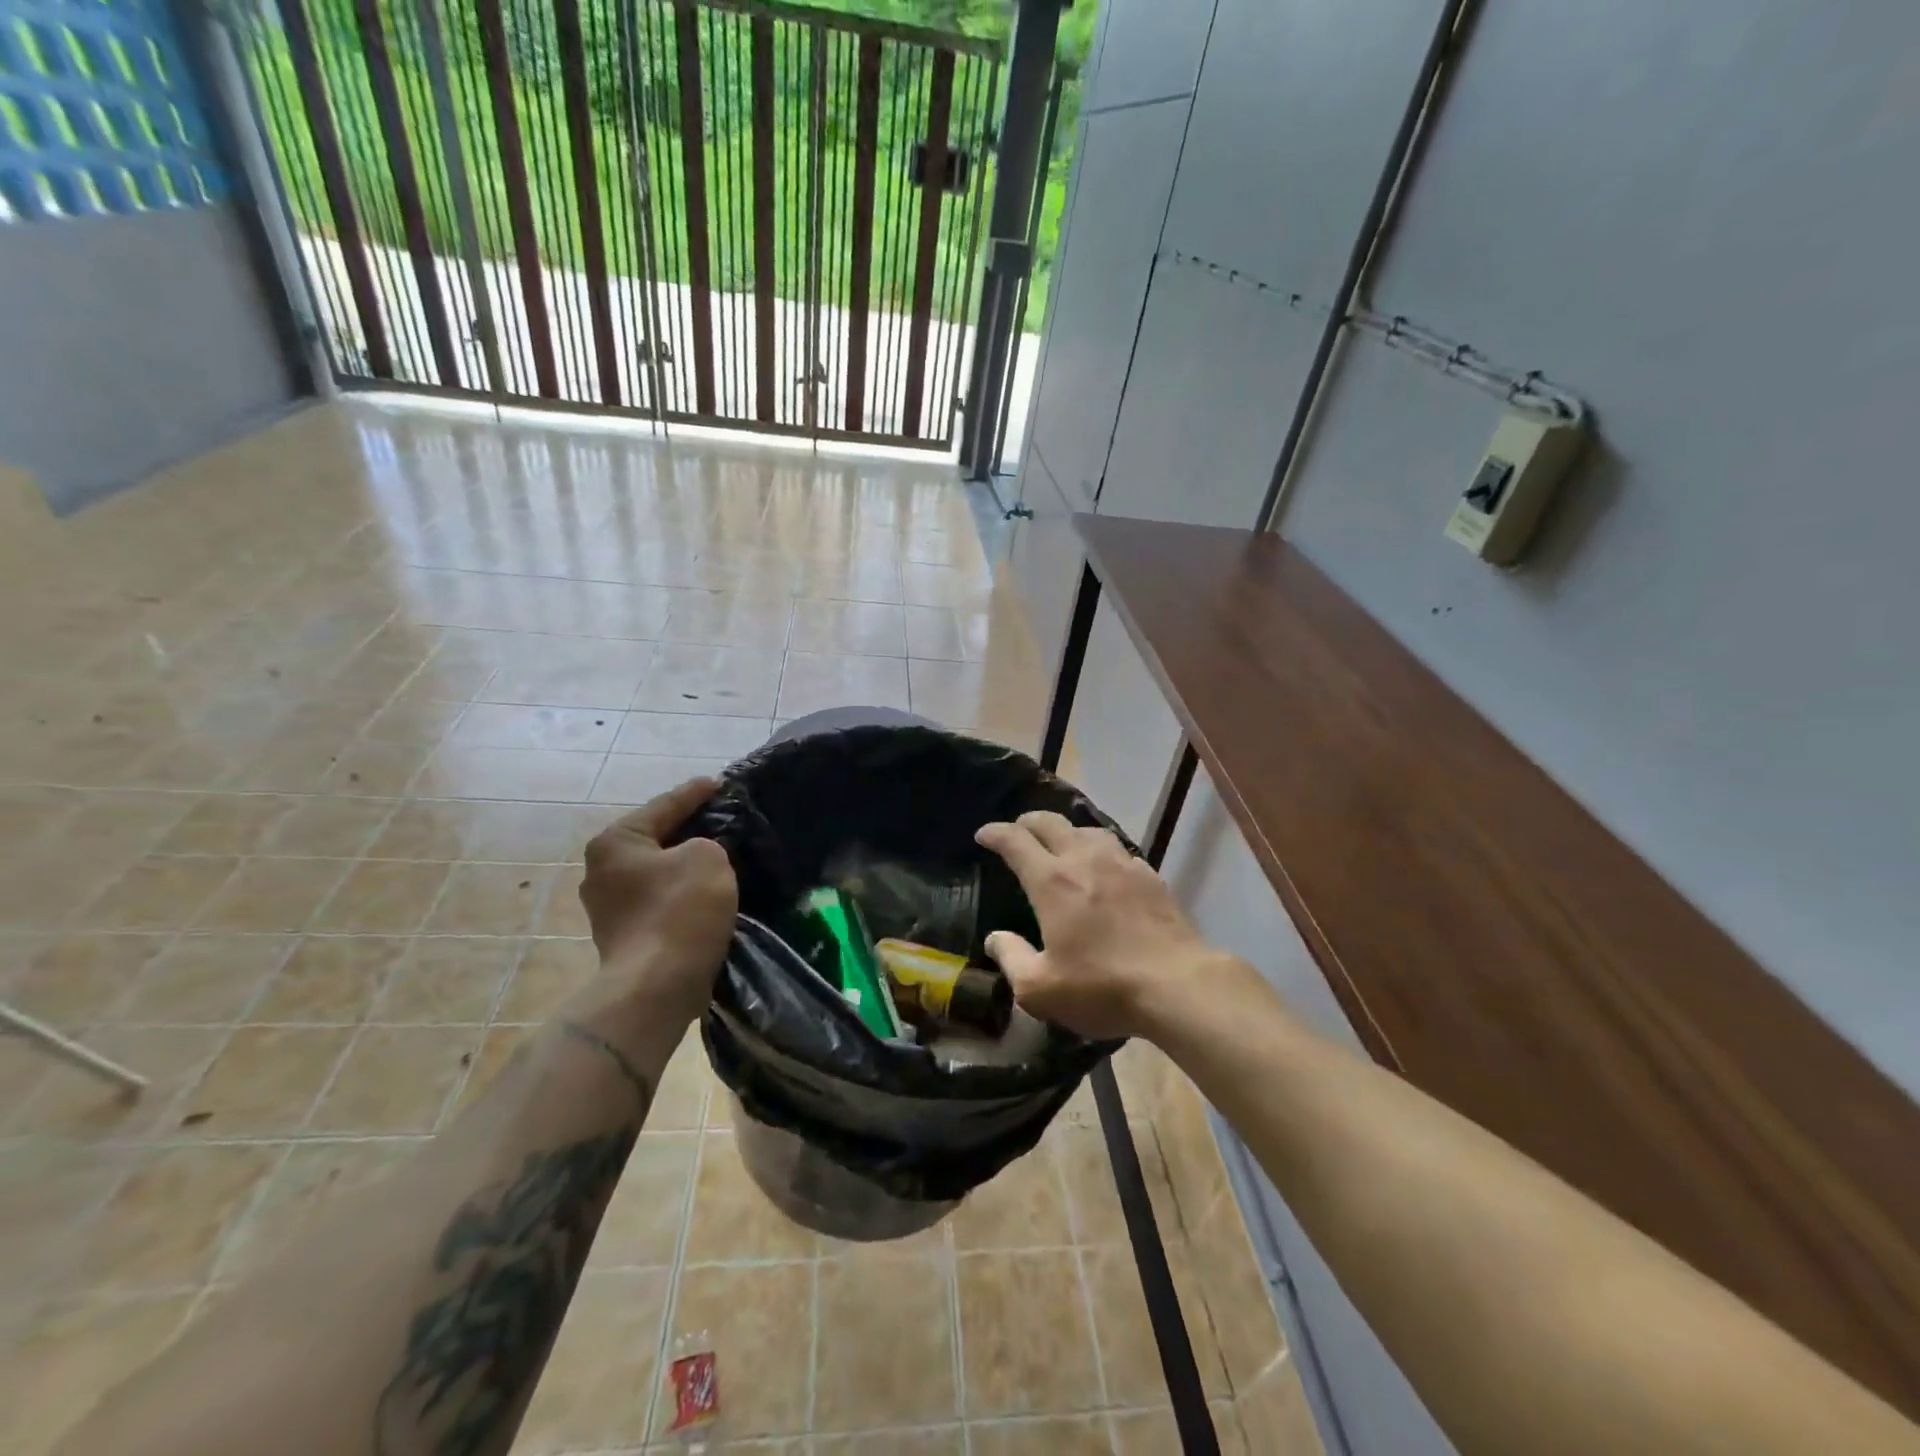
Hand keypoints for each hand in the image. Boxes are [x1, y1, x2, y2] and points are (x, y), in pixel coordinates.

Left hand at [577, 778, 737, 1027]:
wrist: (657, 986)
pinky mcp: (624, 937)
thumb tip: (696, 856)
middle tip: (722, 819)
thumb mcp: (707, 857)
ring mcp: (608, 908)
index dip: (695, 792)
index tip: (720, 783)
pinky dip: (681, 893)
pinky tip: (705, 893)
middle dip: (687, 830)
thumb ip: (706, 843)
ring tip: (719, 856)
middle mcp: (601, 871)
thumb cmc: (680, 910)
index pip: (663, 805)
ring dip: (684, 865)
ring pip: (657, 872)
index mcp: (615, 842)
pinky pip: (659, 900)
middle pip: (655, 839)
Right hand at [975, 811, 1224, 1039]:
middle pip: (1051, 822)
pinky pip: (1117, 849)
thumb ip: (1011, 958)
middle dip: (1027, 821)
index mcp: (1051, 882)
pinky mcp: (1150, 876)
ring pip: (1087, 829)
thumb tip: (995, 938)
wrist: (1178, 984)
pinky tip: (1104, 867)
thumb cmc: (1103, 987)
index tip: (983, 834)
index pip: (1015, 841)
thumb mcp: (1040, 989)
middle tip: (1017, 831)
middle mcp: (1084, 860)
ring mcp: (1122, 863)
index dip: (995, 832)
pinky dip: (1099, 849)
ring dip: (1066, 830)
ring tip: (1060, 843)